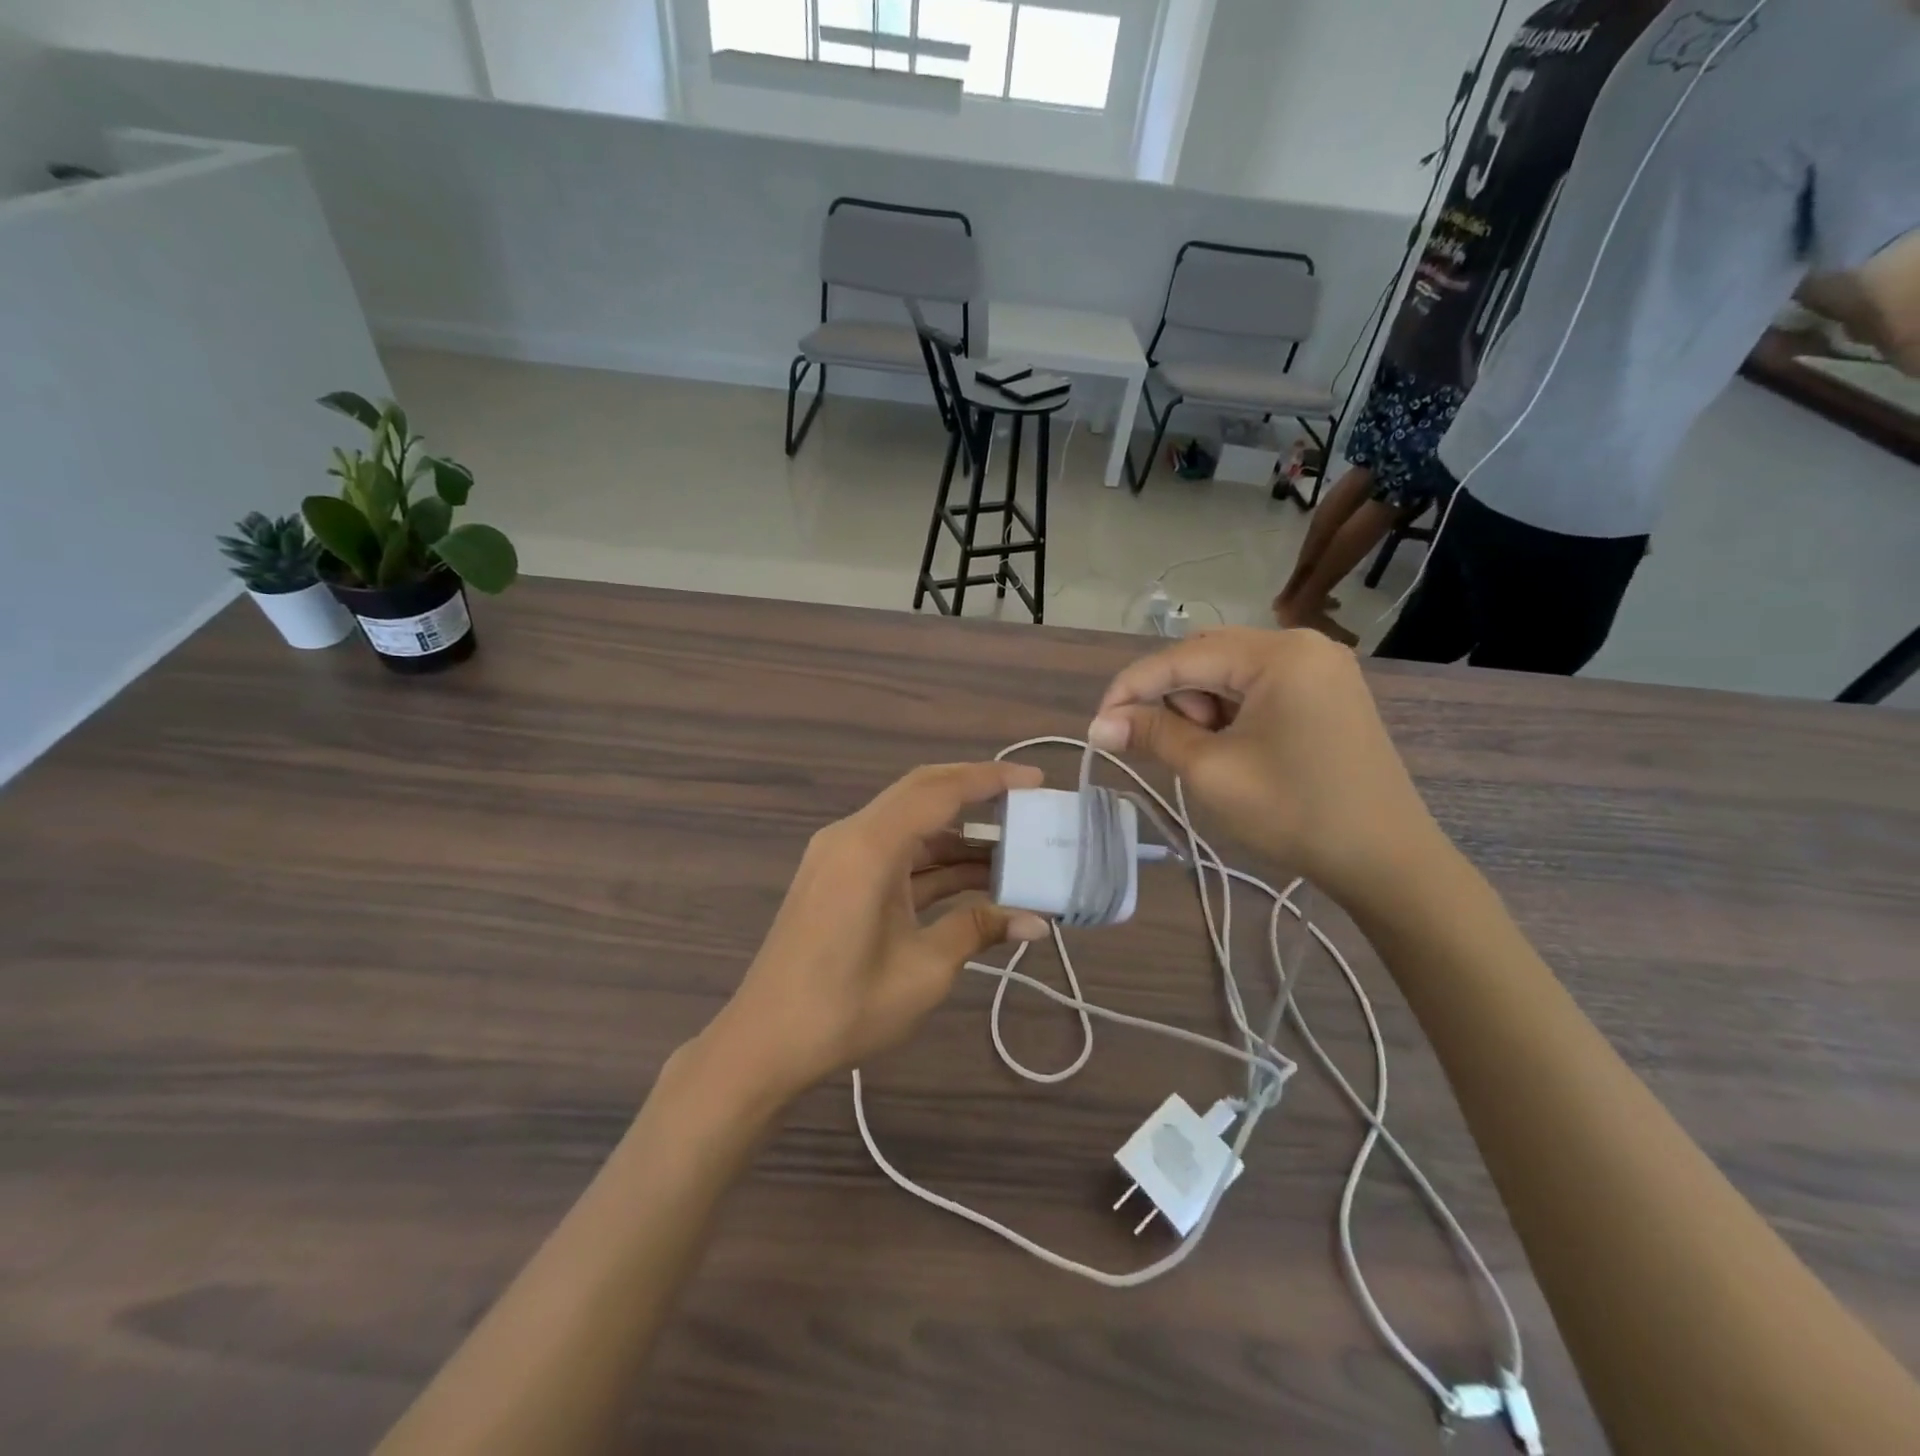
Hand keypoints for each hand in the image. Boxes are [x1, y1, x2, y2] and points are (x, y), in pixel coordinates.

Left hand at [704, 762, 1050, 1102]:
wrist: (765, 1043)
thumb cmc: (845, 1006)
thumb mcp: (925, 969)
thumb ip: (978, 929)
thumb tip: (1037, 922)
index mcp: (869, 847)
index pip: (939, 792)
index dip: (990, 780)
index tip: (1037, 780)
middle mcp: (851, 836)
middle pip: (922, 794)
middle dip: (975, 793)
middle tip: (1027, 802)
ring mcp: (840, 856)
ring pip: (909, 826)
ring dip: (957, 836)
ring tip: (1012, 851)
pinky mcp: (838, 878)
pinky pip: (893, 853)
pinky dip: (932, 861)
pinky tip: (971, 879)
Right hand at [1088, 627, 1443, 911]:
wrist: (1386, 860)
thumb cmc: (1295, 812)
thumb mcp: (1212, 772)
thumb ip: (1153, 735)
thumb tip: (1100, 725)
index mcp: (1278, 655)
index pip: (1183, 658)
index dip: (1132, 688)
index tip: (1098, 725)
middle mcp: (1302, 646)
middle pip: (1207, 657)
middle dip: (1171, 698)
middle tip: (1158, 745)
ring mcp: (1320, 669)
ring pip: (1231, 673)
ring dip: (1201, 706)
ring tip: (1204, 755)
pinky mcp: (1327, 693)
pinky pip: (1259, 688)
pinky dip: (1230, 712)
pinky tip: (1230, 748)